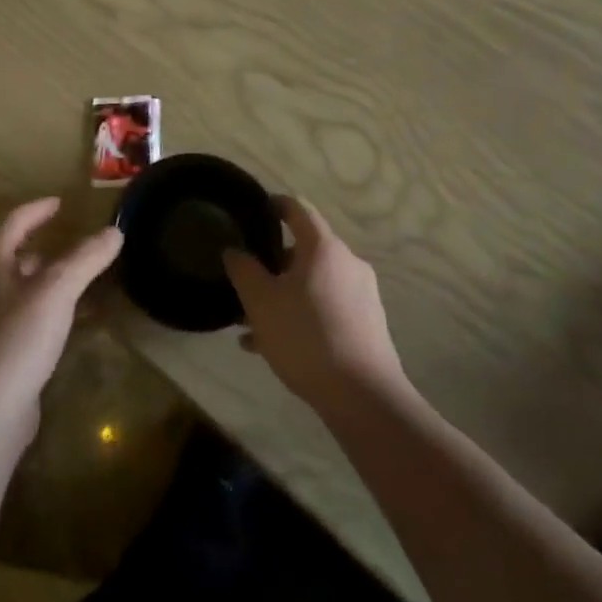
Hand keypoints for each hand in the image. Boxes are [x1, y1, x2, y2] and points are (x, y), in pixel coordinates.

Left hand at [0, 198, 120, 442]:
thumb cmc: (18, 338)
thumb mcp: (57, 290)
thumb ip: (85, 258)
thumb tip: (114, 231)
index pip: (13, 224)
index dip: (37, 210)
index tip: (60, 202)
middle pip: (15, 257)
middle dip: (44, 246)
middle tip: (75, 241)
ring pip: (23, 289)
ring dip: (50, 279)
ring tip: (81, 278)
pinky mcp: (1, 353)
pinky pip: (29, 319)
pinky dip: (52, 310)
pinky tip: (73, 322)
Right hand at [225, 197, 406, 413]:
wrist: (363, 396)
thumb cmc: (306, 337)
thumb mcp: (260, 302)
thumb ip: (243, 270)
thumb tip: (234, 250)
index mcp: (323, 248)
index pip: (298, 209)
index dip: (275, 205)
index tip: (255, 210)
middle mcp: (347, 263)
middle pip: (305, 251)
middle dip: (273, 263)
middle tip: (247, 280)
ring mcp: (361, 295)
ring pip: (313, 284)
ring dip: (283, 295)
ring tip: (251, 323)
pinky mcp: (367, 324)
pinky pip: (326, 309)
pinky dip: (301, 316)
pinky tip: (272, 346)